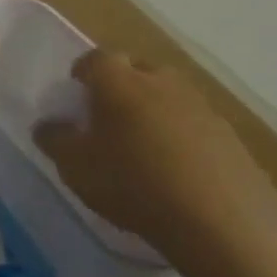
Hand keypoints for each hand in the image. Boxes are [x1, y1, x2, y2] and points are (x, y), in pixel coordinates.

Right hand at [32, 51, 276, 266]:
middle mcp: (161, 81)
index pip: (95, 59)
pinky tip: (172, 166)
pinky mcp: (228, 133)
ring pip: (166, 94)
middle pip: (135, 70)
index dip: (82, 73)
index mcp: (119, 82)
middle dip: (118, 86)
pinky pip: (192, 121)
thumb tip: (47, 125)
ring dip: (150, 109)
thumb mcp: (74, 166)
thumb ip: (54, 139)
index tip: (74, 95)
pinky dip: (177, 133)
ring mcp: (200, 105)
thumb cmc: (132, 182)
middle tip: (104, 117)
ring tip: (139, 144)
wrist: (220, 217)